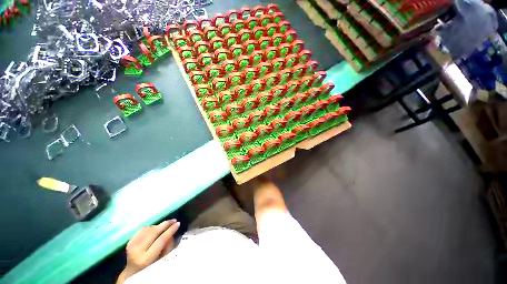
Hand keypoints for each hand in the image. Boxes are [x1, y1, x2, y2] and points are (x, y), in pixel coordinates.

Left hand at [117, 220, 179, 282]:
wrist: (133, 271)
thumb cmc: (150, 267)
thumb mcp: (161, 259)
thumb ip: (167, 247)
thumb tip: (172, 233)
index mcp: (146, 258)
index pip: (161, 240)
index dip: (170, 230)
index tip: (178, 223)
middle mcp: (137, 250)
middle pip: (154, 232)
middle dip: (165, 224)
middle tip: (174, 220)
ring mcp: (131, 245)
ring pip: (149, 228)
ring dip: (158, 226)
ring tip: (164, 227)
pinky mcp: (129, 241)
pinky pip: (142, 229)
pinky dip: (151, 227)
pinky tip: (154, 229)